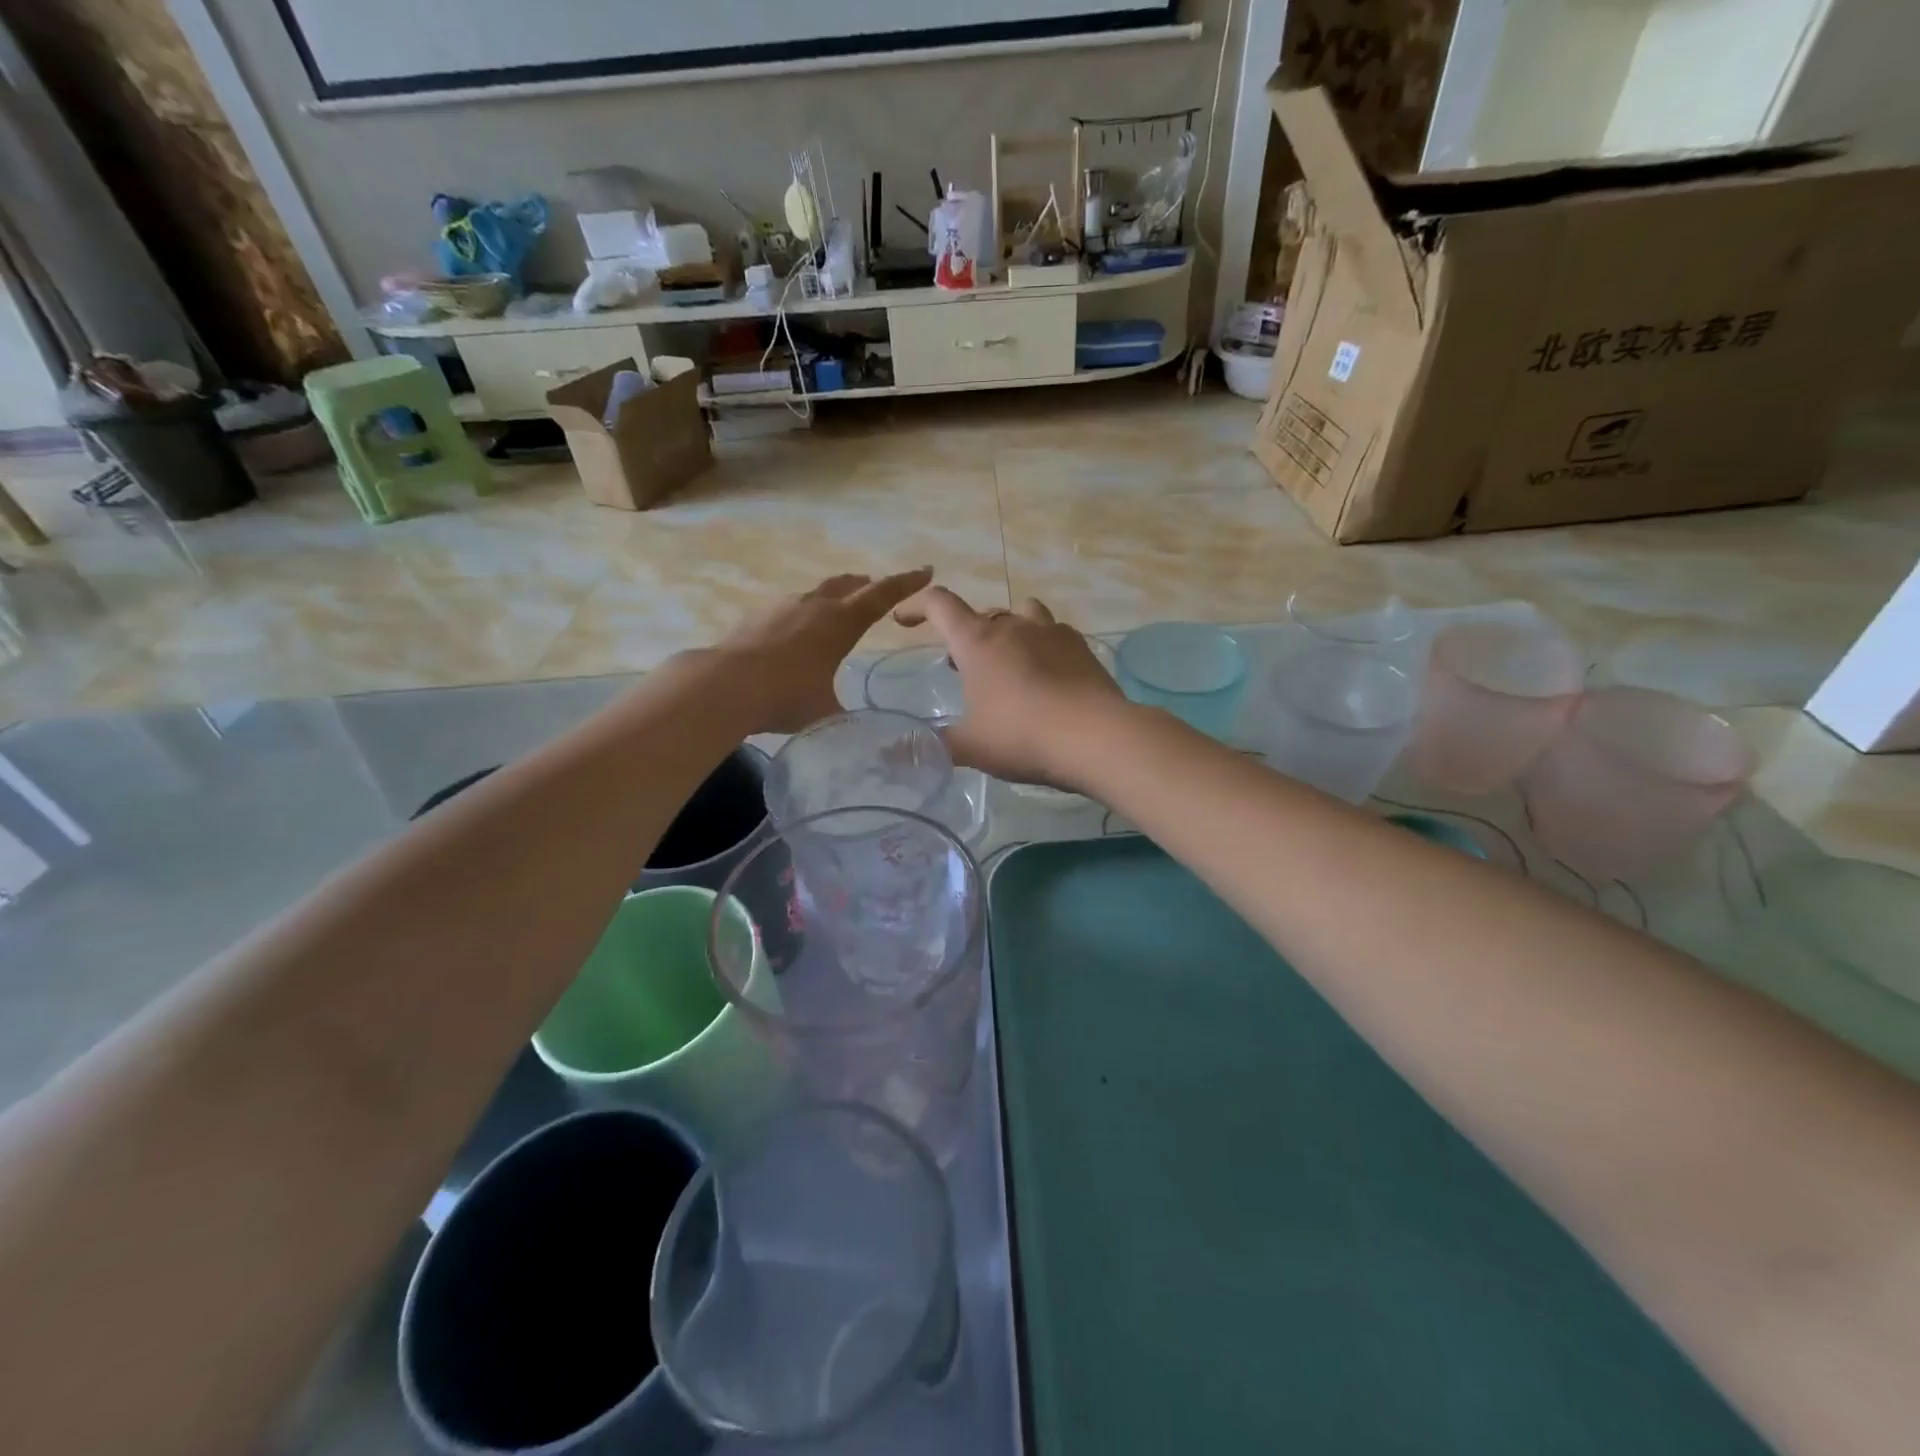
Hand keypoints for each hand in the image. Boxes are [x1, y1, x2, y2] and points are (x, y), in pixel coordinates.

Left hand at [713, 568, 932, 733]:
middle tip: (879, 589)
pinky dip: (804, 613)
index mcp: (841, 623)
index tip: (926, 571)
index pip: (883, 595)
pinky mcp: (758, 616)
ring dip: (834, 596)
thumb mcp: (826, 713)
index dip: (906, 583)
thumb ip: (848, 718)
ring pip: (817, 593)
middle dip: (868, 586)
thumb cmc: (786, 697)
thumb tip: (863, 731)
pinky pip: (790, 607)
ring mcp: (783, 606)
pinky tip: (797, 630)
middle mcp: (815, 606)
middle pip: (848, 585)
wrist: (725, 685)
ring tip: (839, 607)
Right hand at [892, 588, 1128, 790]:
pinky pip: (1054, 634)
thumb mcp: (969, 747)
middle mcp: (1013, 626)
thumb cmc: (1021, 736)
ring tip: (1006, 662)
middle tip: (961, 667)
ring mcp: (1051, 633)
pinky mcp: (1081, 648)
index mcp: (977, 641)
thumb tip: (899, 752)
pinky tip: (1046, 674)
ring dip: (1008, 631)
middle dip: (966, 634)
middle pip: (982, 613)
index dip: (917, 606)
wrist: (1095, 736)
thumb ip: (934, 745)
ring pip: (1022, 614)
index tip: (904, 620)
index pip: (939, 605)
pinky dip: (1042, 646)